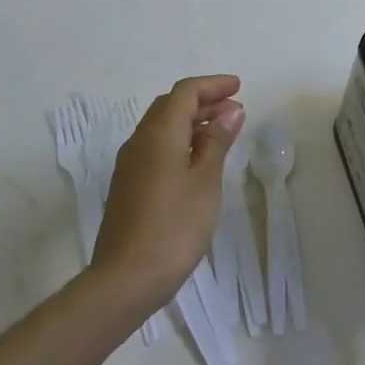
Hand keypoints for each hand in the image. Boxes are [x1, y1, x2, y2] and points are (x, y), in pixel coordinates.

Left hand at [91, 76, 244, 311]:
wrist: (126, 278)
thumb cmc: (174, 227)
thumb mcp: (206, 181)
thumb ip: (217, 142)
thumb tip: (230, 110)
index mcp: (159, 134)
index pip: (185, 93)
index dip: (213, 85)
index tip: (239, 87)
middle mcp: (139, 141)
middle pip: (170, 105)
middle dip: (203, 101)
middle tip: (234, 108)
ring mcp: (130, 164)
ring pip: (161, 126)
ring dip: (191, 121)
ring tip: (222, 132)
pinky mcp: (128, 185)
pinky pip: (156, 147)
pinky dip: (180, 140)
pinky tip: (198, 158)